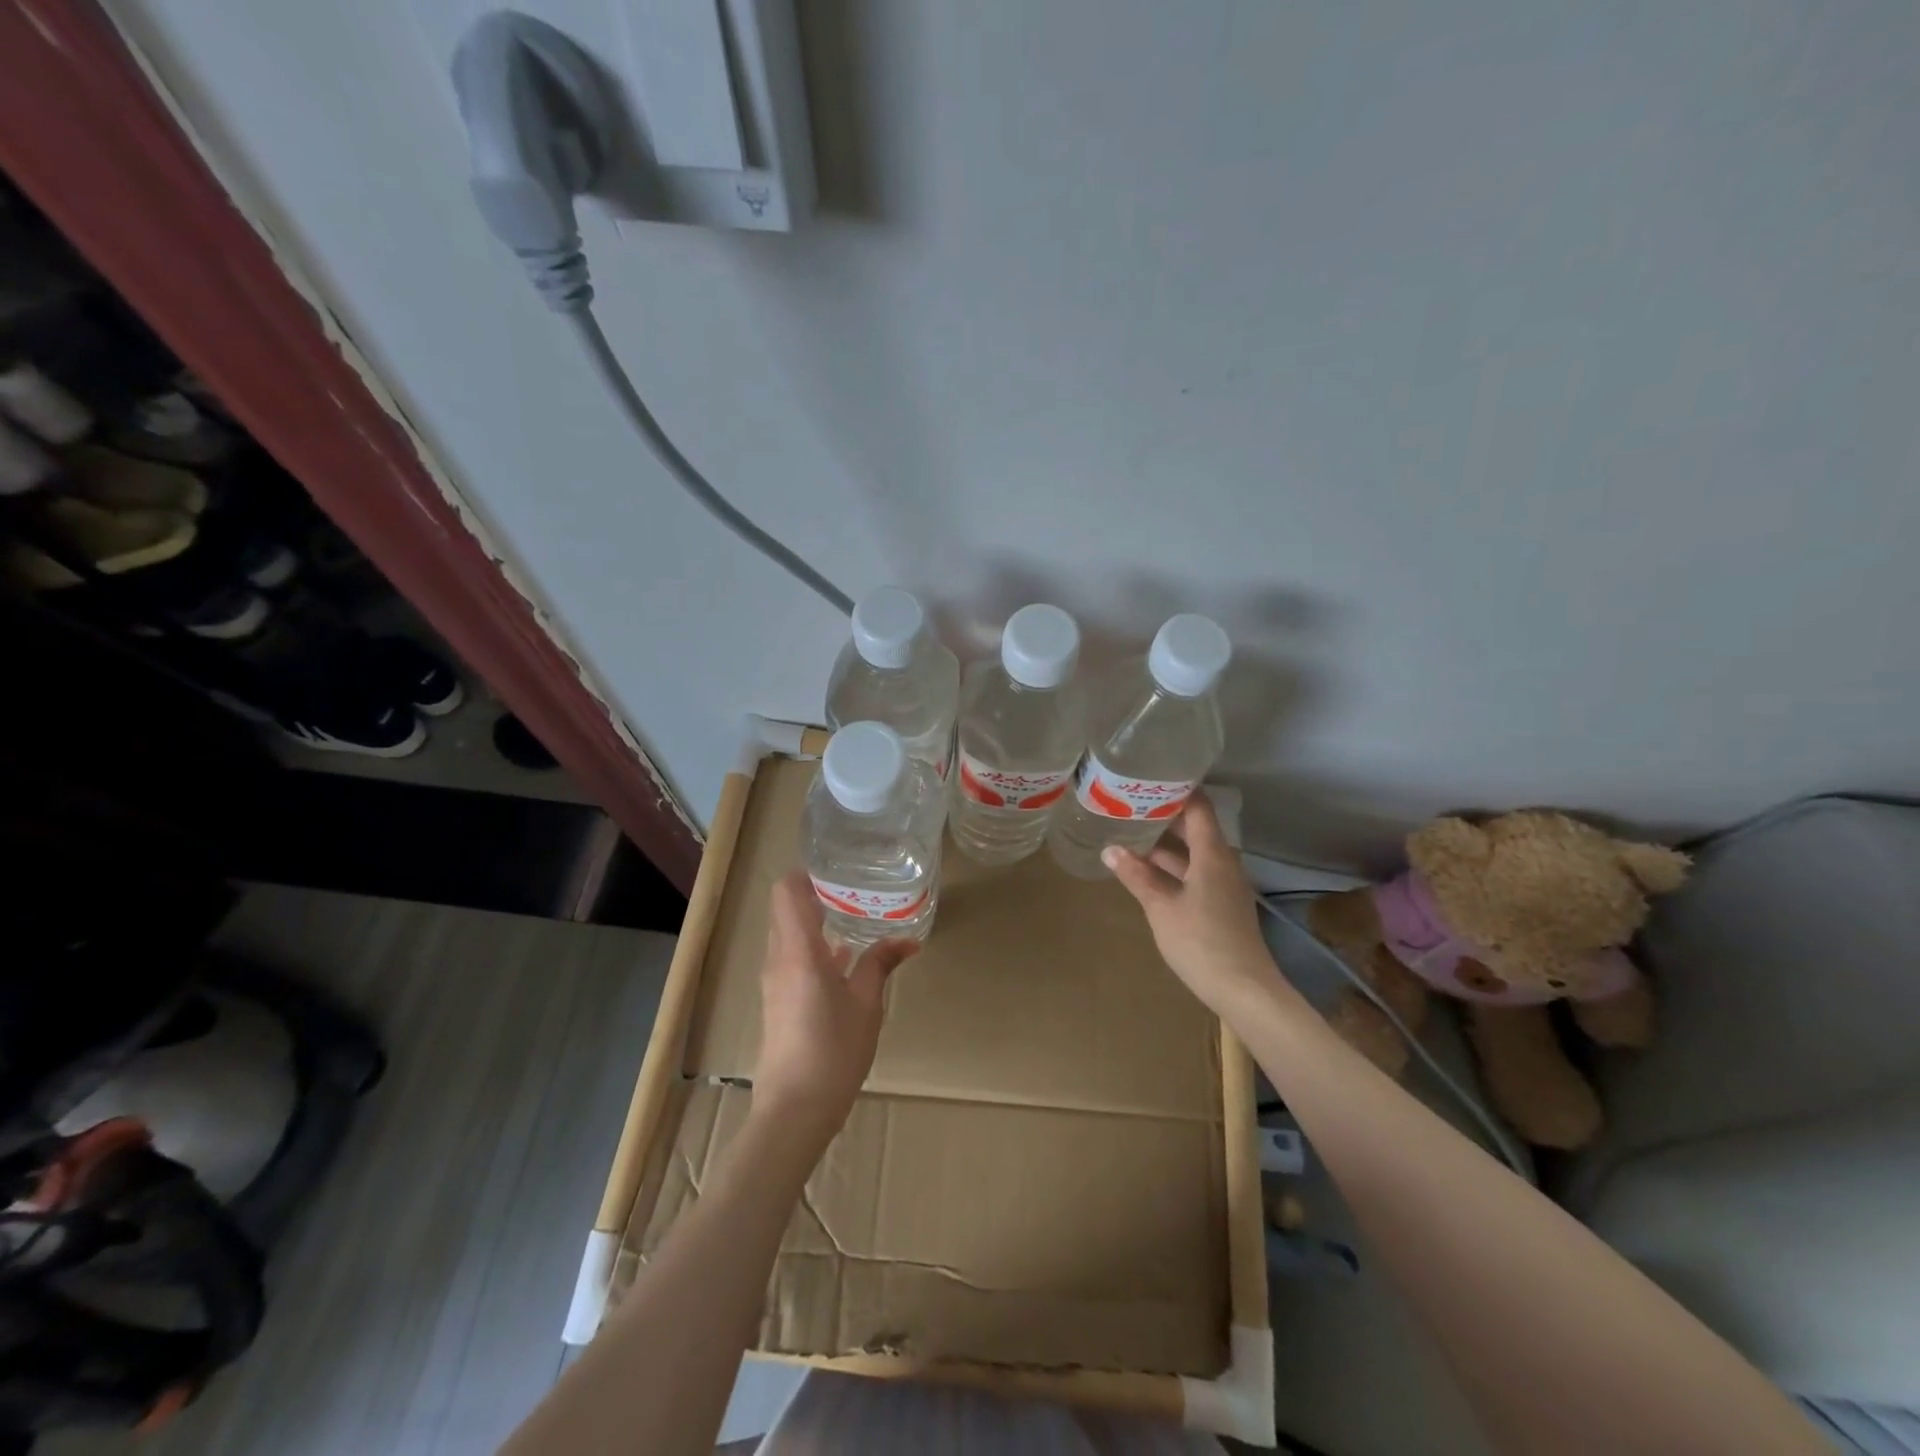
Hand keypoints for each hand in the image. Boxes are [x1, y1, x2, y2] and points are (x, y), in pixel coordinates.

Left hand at [753, 871, 917, 1145]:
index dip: (807, 872)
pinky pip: (792, 956)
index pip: (786, 891)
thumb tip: (907, 939)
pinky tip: (846, 955)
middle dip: (817, 892)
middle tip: (856, 885)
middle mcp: (779, 958)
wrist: (794, 1111)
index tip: (839, 866)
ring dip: (816, 920)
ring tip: (856, 913)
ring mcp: (775, 980)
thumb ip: (881, 963)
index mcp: (799, 950)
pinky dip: (814, 946)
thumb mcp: (866, 1004)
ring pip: (789, 933)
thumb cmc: (833, 1051)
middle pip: (786, 908)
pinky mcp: (778, 1000)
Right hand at [1103, 792, 1281, 1015]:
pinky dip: (1172, 866)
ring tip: (1129, 832)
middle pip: (1194, 827)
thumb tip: (1110, 849)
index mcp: (1212, 853)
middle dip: (1163, 816)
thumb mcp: (1161, 907)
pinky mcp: (1221, 904)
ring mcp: (1223, 884)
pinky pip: (1194, 872)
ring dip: (1164, 844)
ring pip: (1192, 852)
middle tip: (1128, 804)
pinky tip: (1146, 870)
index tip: (1148, 778)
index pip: (1198, 806)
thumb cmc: (1201, 941)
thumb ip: (1136, 875)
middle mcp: (1222, 861)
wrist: (1243, 989)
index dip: (1176, 789)